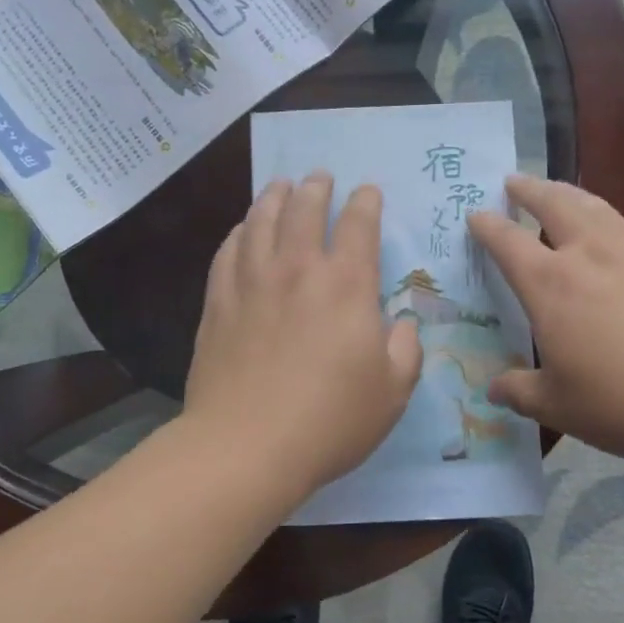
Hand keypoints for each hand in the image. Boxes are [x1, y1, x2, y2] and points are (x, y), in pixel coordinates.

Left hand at [185, 173, 422, 495]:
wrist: (246, 445)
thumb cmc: (330, 420)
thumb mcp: (393, 391)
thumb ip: (405, 349)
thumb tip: (401, 324)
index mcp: (346, 284)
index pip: (358, 225)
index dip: (365, 202)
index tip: (367, 191)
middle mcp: (298, 269)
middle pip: (305, 210)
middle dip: (316, 187)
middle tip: (319, 177)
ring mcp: (252, 282)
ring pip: (261, 221)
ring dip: (274, 197)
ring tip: (280, 186)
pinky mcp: (218, 303)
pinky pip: (227, 252)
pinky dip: (238, 233)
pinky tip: (242, 230)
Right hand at [467, 176, 623, 462]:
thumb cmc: (623, 401)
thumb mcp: (558, 406)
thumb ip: (519, 391)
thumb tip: (493, 389)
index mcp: (550, 284)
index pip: (507, 241)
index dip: (487, 225)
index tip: (475, 214)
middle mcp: (588, 253)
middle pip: (552, 203)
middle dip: (529, 189)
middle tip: (514, 181)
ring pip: (593, 206)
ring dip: (568, 193)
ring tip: (559, 192)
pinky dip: (608, 221)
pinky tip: (615, 236)